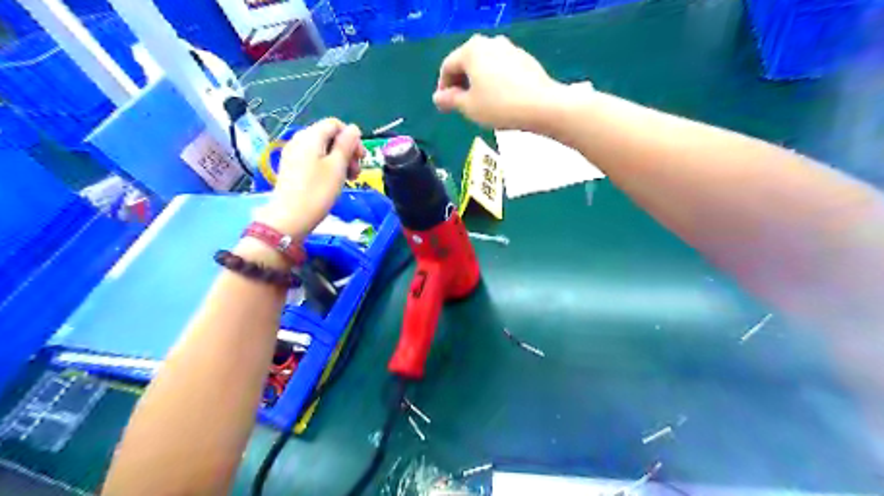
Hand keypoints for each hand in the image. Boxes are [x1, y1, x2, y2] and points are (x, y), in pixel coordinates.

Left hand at [261, 117, 362, 237]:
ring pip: (322, 149)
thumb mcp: (337, 166)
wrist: (290, 218)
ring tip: (348, 179)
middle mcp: (300, 140)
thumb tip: (353, 128)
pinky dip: (327, 166)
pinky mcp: (292, 168)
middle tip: (356, 172)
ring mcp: (294, 154)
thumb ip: (346, 144)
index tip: (361, 158)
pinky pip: (314, 159)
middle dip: (347, 150)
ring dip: (339, 160)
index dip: (352, 138)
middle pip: (329, 136)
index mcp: (311, 136)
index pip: (335, 124)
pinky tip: (333, 182)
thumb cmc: (318, 192)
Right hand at [432, 34, 561, 128]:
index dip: (442, 87)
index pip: (448, 66)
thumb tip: (438, 97)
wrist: (541, 105)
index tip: (444, 105)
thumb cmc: (499, 106)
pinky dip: (493, 80)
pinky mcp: (524, 59)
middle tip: (459, 104)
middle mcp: (489, 43)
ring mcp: (509, 48)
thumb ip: (450, 100)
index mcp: (471, 50)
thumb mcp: (469, 107)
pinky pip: (500, 68)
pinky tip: (498, 98)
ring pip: (485, 65)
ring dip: (477, 82)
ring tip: (479, 102)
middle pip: (467, 62)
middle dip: (460, 83)